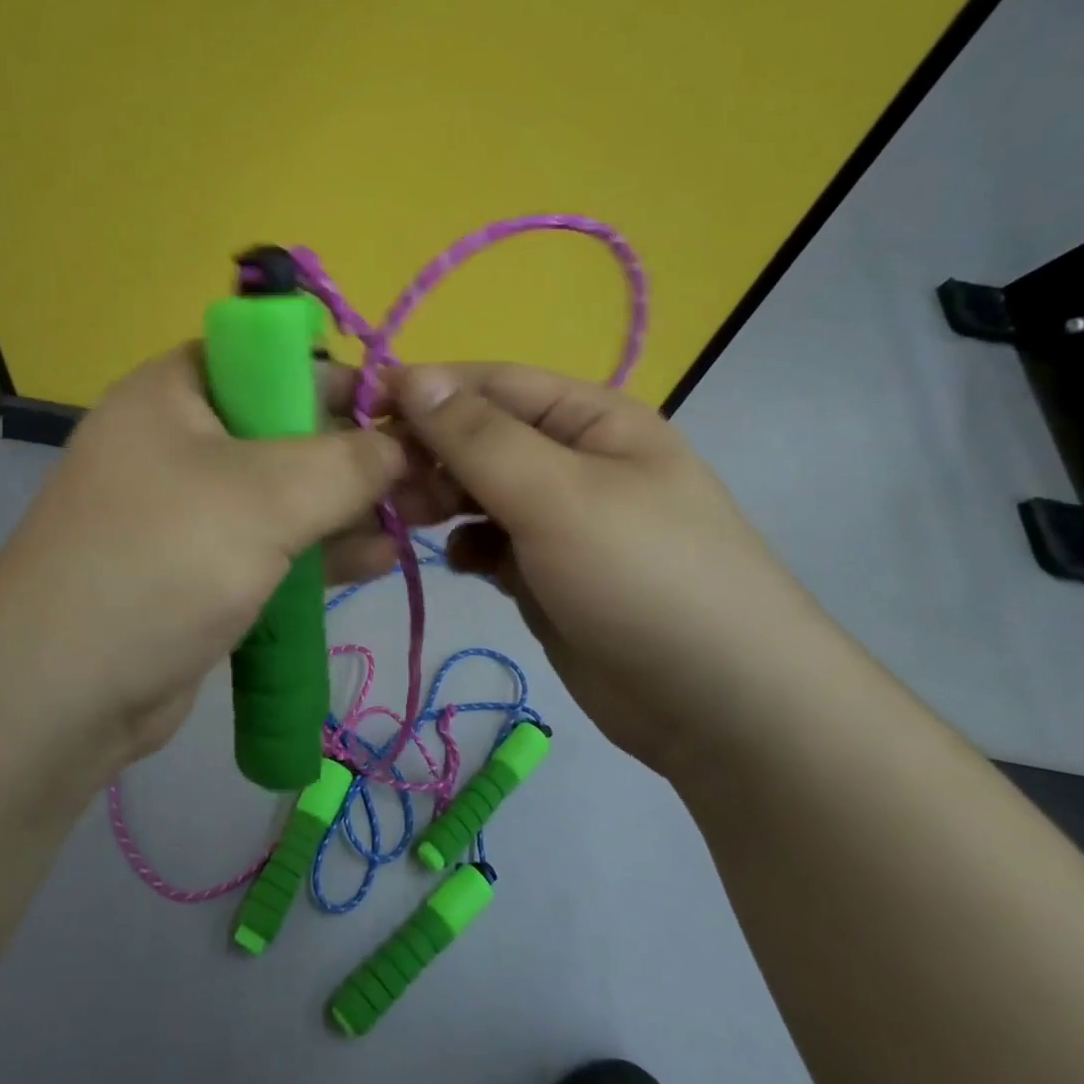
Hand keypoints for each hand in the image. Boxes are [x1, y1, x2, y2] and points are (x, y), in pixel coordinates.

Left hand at [0, 346, 462, 776]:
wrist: (62, 693)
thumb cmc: (162, 561)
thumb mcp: (266, 496)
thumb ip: (348, 462)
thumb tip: (405, 444)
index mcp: (178, 391)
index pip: (275, 360)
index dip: (344, 381)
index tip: (407, 417)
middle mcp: (181, 440)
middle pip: (289, 429)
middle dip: (361, 455)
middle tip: (434, 478)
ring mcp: (190, 509)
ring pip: (287, 493)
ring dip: (352, 507)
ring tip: (425, 519)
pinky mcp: (201, 568)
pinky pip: (273, 544)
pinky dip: (322, 550)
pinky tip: (381, 559)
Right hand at [392, 364, 850, 775]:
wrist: (722, 708)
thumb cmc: (642, 577)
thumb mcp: (557, 494)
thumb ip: (478, 436)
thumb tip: (411, 376)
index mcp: (590, 419)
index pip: (492, 384)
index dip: (427, 391)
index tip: (361, 413)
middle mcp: (574, 460)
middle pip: (480, 438)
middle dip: (430, 455)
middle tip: (382, 487)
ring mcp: (561, 521)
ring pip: (480, 492)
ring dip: (442, 501)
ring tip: (410, 523)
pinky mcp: (548, 575)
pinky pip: (492, 543)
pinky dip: (469, 547)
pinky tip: (463, 565)